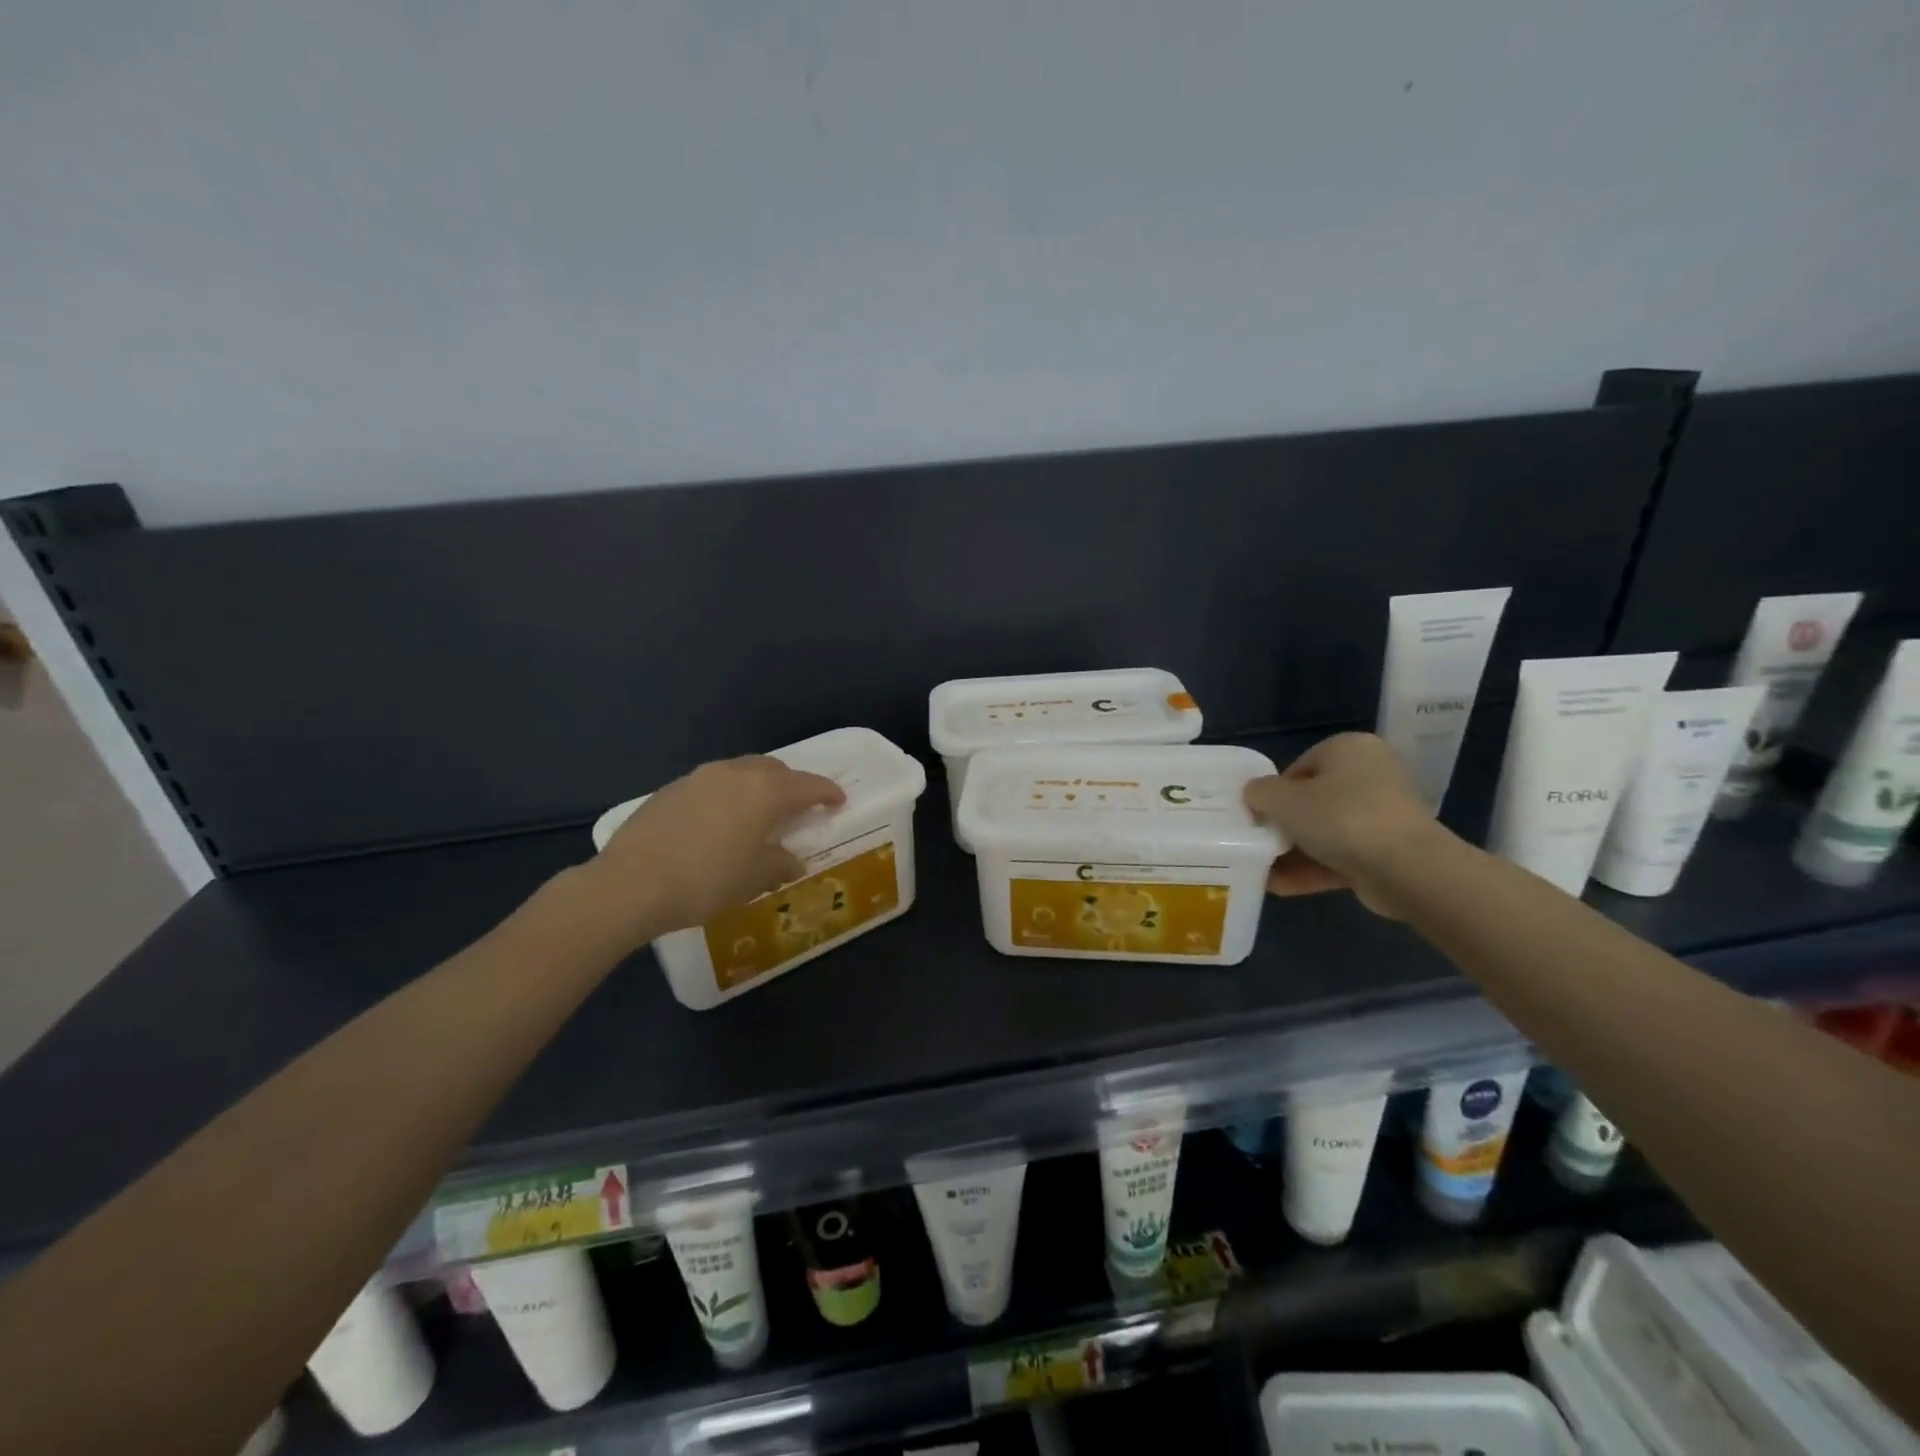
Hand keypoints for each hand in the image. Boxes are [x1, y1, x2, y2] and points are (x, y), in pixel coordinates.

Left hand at [587, 756, 844, 939]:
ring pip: (740, 772)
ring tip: (756, 814)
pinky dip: (726, 796)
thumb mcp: (753, 878)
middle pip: (773, 769)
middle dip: (790, 785)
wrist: (631, 883)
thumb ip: (780, 864)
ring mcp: (699, 778)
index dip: (827, 792)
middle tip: (796, 808)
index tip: (838, 801)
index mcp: (765, 791)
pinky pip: (712, 785)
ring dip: (755, 787)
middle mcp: (735, 774)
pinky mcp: (671, 789)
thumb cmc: (706, 880)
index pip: (808, 785)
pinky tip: (717, 824)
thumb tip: (791, 860)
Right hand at [1242, 732, 1446, 917]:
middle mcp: (1369, 776)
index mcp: (1348, 749)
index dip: (1272, 794)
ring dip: (1292, 853)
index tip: (1256, 818)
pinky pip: (1340, 856)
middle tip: (1256, 844)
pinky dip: (1312, 869)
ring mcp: (1381, 816)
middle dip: (1282, 827)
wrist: (1408, 869)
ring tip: (1260, 871)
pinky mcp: (1386, 852)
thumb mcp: (1283, 800)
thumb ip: (1260, 793)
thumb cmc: (1341, 818)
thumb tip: (1254, 795)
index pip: (1298, 768)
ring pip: (1324, 832)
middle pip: (1311, 801)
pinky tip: (1279, 887)